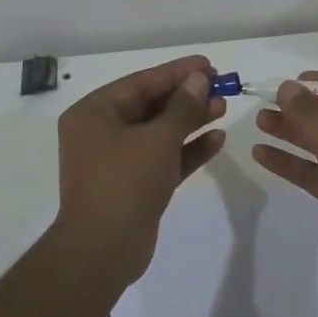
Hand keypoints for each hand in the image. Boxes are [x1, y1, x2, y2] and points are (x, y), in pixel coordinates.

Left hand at [53, 54, 225, 293]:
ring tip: (223, 108)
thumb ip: (182, 107)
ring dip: (190, 121)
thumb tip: (199, 79)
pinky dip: (186, 149)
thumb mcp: (158, 139)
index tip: (209, 64)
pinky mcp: (133, 184)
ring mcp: (116, 160)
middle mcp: (101, 132)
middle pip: (150, 105)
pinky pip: (162, 157)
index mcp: (94, 113)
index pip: (141, 82)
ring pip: (159, 132)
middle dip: (186, 97)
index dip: (177, 72)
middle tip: (221, 86)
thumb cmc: (125, 183)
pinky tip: (217, 139)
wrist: (103, 252)